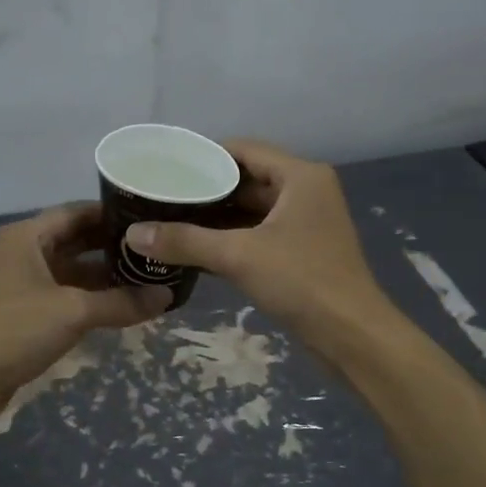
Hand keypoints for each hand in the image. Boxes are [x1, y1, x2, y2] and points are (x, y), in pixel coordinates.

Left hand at [0, 203, 170, 424]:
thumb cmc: (13, 330)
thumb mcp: (73, 311)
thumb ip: (121, 302)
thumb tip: (167, 295)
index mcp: (27, 236)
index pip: (78, 212)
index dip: (114, 215)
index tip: (152, 220)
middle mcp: (23, 253)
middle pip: (76, 241)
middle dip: (114, 248)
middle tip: (156, 252)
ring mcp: (21, 285)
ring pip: (71, 272)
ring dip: (105, 278)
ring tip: (148, 279)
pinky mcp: (22, 314)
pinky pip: (64, 298)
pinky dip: (90, 300)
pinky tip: (121, 308)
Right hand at [124, 140, 391, 348]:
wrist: (352, 335)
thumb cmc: (302, 282)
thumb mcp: (239, 256)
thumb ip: (185, 241)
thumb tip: (133, 234)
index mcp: (300, 176)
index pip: (244, 150)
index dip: (204, 157)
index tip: (166, 168)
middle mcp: (305, 191)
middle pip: (247, 179)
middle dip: (205, 190)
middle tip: (161, 197)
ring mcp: (305, 223)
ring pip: (252, 210)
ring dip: (215, 218)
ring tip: (170, 221)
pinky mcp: (301, 252)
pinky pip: (259, 234)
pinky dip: (230, 239)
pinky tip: (195, 249)